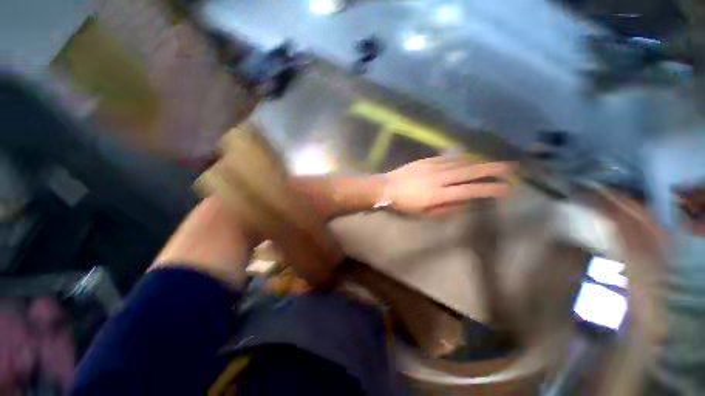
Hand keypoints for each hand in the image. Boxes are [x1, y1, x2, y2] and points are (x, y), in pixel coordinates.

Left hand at [383, 157, 513, 215]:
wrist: (385, 188)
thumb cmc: (403, 205)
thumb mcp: (424, 214)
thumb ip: (446, 209)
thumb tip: (465, 203)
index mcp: (438, 195)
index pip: (470, 191)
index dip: (490, 189)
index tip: (507, 189)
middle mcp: (439, 178)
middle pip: (470, 171)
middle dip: (493, 169)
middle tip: (511, 168)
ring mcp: (432, 166)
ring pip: (461, 162)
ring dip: (479, 162)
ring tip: (493, 163)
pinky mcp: (426, 160)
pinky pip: (448, 157)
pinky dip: (461, 158)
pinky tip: (468, 158)